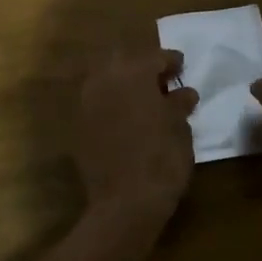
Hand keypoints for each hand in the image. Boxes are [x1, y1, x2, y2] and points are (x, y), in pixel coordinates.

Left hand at [73, 47, 198, 221]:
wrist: (125, 203)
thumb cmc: (162, 158)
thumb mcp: (180, 127)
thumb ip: (179, 104)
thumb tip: (183, 93)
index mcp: (133, 73)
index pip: (154, 57)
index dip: (170, 61)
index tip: (181, 66)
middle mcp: (104, 80)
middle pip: (125, 62)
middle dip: (143, 68)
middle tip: (162, 82)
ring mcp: (86, 103)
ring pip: (107, 81)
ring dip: (125, 85)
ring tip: (146, 100)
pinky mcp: (78, 127)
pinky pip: (98, 103)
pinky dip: (113, 104)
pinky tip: (129, 118)